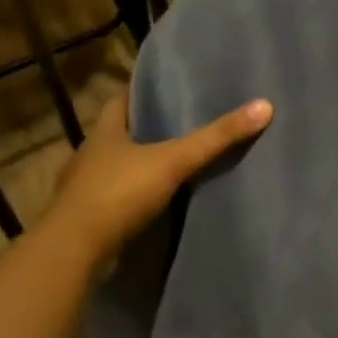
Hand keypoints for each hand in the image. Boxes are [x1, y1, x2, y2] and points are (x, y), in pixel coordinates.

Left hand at [46, 83, 272, 254]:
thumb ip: (216, 138)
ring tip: (174, 159)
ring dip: (140, 164)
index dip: (142, 90)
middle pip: (120, 132)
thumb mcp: (173, 161)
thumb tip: (265, 106)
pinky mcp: (88, 218)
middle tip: (182, 120)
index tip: (166, 85)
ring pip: (117, 166)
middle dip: (146, 127)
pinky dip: (134, 195)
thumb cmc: (118, 193)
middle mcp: (90, 155)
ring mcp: (84, 188)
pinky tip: (156, 199)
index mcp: (104, 132)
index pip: (121, 99)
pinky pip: (116, 197)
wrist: (73, 252)